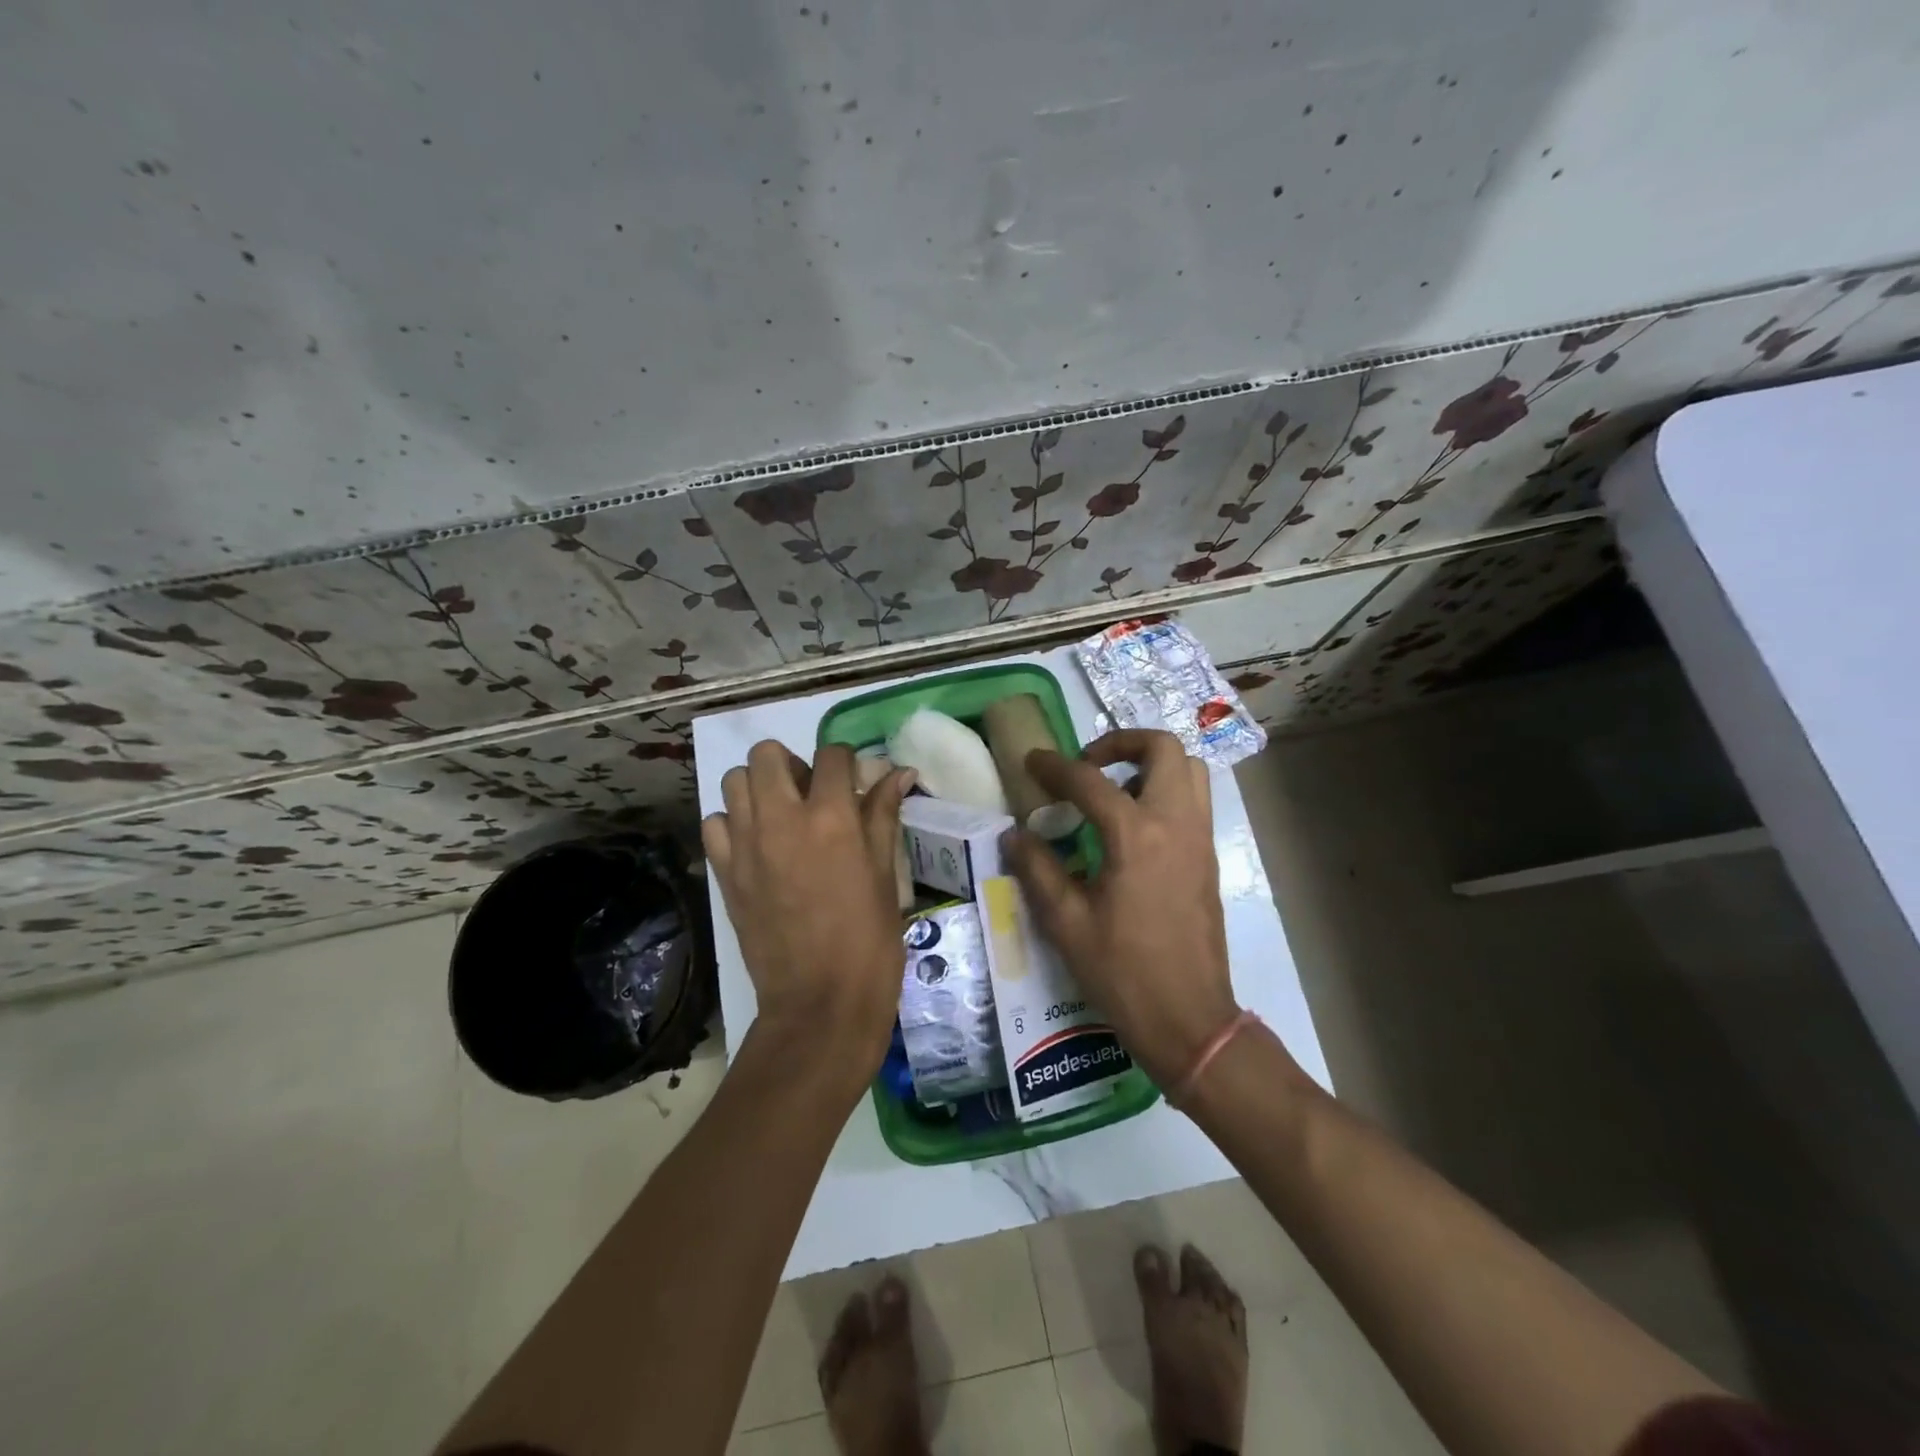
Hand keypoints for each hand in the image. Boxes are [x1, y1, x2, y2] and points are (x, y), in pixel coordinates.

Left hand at [702, 741, 914, 1078]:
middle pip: (767, 753)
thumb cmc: (868, 939)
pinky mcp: (724, 873)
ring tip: (780, 816)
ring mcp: (745, 845)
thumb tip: (899, 773)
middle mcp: (781, 819)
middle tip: (809, 794)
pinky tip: (756, 845)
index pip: (831, 755)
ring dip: (758, 787)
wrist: (820, 1002)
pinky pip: (714, 823)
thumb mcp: (885, 873)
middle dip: (791, 763)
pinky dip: (732, 824)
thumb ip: (884, 814)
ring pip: (734, 781)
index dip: (845, 761)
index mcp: (831, 817)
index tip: (852, 780)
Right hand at [1003, 730, 1242, 1088]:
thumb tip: (1015, 834)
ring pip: (1188, 769)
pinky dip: (1165, 790)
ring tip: (1112, 788)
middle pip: (1163, 748)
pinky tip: (1132, 824)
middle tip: (1087, 764)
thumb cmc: (1123, 973)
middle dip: (1121, 742)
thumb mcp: (1066, 923)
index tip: (1032, 762)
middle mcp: (1176, 824)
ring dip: (1150, 763)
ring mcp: (1200, 839)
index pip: (1090, 781)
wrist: (1189, 1019)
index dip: (1055, 767)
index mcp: (1136, 837)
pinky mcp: (1209, 857)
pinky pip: (1194, 799)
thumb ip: (1037, 869)